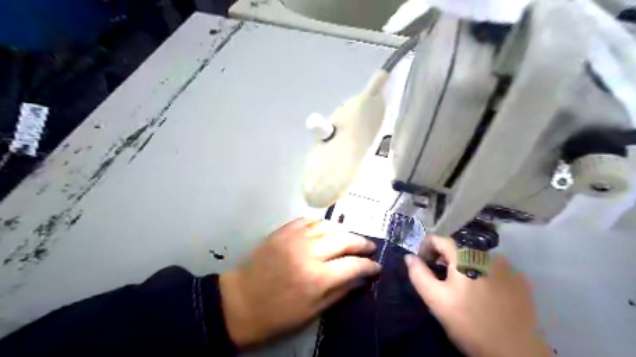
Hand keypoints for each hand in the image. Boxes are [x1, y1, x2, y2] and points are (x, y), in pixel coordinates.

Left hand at [220, 217, 375, 347]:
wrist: (239, 302)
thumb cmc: (277, 315)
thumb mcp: (312, 312)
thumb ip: (340, 292)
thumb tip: (361, 280)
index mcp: (318, 278)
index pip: (354, 265)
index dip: (369, 265)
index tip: (376, 266)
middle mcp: (309, 252)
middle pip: (344, 239)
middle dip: (362, 242)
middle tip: (370, 247)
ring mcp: (294, 238)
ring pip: (328, 225)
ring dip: (343, 230)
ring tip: (350, 237)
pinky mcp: (282, 231)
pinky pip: (307, 220)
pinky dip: (320, 223)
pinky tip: (325, 229)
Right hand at [407, 237, 551, 356]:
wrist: (516, 354)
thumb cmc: (470, 324)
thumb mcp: (436, 300)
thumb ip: (419, 274)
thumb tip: (410, 257)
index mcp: (466, 256)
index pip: (439, 238)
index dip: (425, 248)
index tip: (422, 264)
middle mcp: (488, 254)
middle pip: (458, 248)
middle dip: (443, 259)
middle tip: (439, 279)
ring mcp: (508, 266)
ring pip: (475, 257)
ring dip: (463, 266)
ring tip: (461, 288)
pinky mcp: (520, 280)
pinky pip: (492, 268)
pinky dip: (481, 274)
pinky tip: (482, 295)